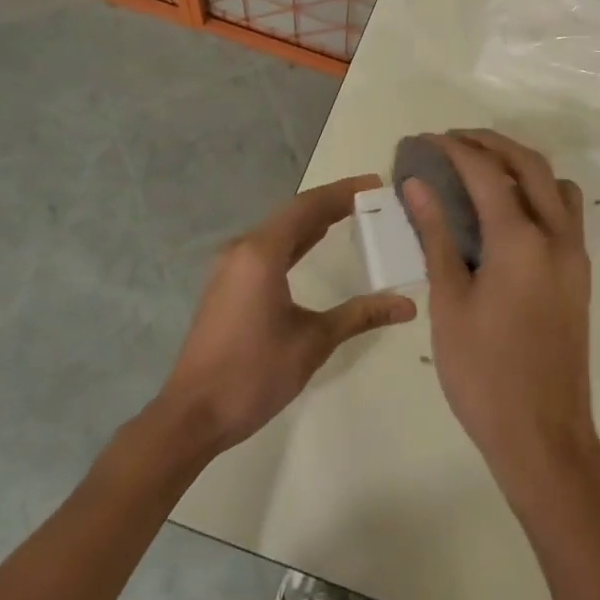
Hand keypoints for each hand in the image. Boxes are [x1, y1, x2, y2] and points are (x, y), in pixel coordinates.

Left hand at [156, 175, 415, 453]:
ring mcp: (231, 266)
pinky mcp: (227, 284)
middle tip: (370, 199)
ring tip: (350, 213)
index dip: (343, 192)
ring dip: (312, 220)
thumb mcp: (313, 342)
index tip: (375, 184)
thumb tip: (407, 305)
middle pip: (293, 213)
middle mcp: (243, 249)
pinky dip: (295, 240)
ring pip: (279, 230)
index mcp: (262, 253)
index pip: (308, 207)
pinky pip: (267, 248)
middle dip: (331, 203)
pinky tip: (313, 243)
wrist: (193, 415)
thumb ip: (360, 315)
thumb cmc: (254, 374)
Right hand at [403, 131, 599, 503]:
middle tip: (453, 141)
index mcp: (520, 241)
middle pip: (529, 164)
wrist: (544, 437)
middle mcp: (556, 236)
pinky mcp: (580, 274)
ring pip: (555, 184)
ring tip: (483, 169)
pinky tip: (508, 212)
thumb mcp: (449, 304)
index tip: (426, 140)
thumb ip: (437, 236)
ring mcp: (575, 255)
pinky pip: (565, 211)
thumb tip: (418, 186)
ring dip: (521, 164)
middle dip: (490, 143)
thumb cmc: (484, 374)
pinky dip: (539, 192)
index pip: (486, 173)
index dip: (454, 149)